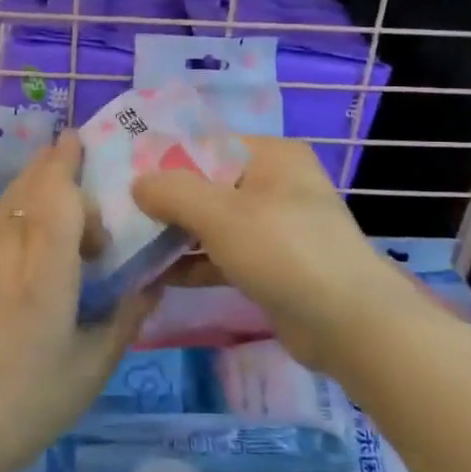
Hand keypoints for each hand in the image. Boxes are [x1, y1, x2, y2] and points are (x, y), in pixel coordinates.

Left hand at [0, 132, 155, 471]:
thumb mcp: (92, 366)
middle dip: (51, 163)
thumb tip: (152, 283)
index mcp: (45, 271)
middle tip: (73, 149)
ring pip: (6, 200)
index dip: (69, 164)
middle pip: (28, 187)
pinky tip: (27, 223)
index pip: (57, 196)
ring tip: (54, 178)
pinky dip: (15, 207)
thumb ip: (126, 317)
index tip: (82, 143)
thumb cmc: (29, 400)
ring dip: (31, 182)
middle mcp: (7, 251)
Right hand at [132, 135, 402, 372]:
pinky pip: (224, 255)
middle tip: (121, 216)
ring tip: (130, 247)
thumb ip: (173, 192)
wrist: (349, 325)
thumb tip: (137, 184)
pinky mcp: (272, 266)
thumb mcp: (221, 214)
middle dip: (167, 203)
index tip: (124, 179)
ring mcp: (276, 227)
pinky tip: (157, 276)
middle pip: (208, 185)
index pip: (207, 146)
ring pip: (214, 223)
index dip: (165, 161)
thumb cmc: (284, 251)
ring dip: (176, 236)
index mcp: (271, 156)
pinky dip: (195, 263)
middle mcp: (275, 184)